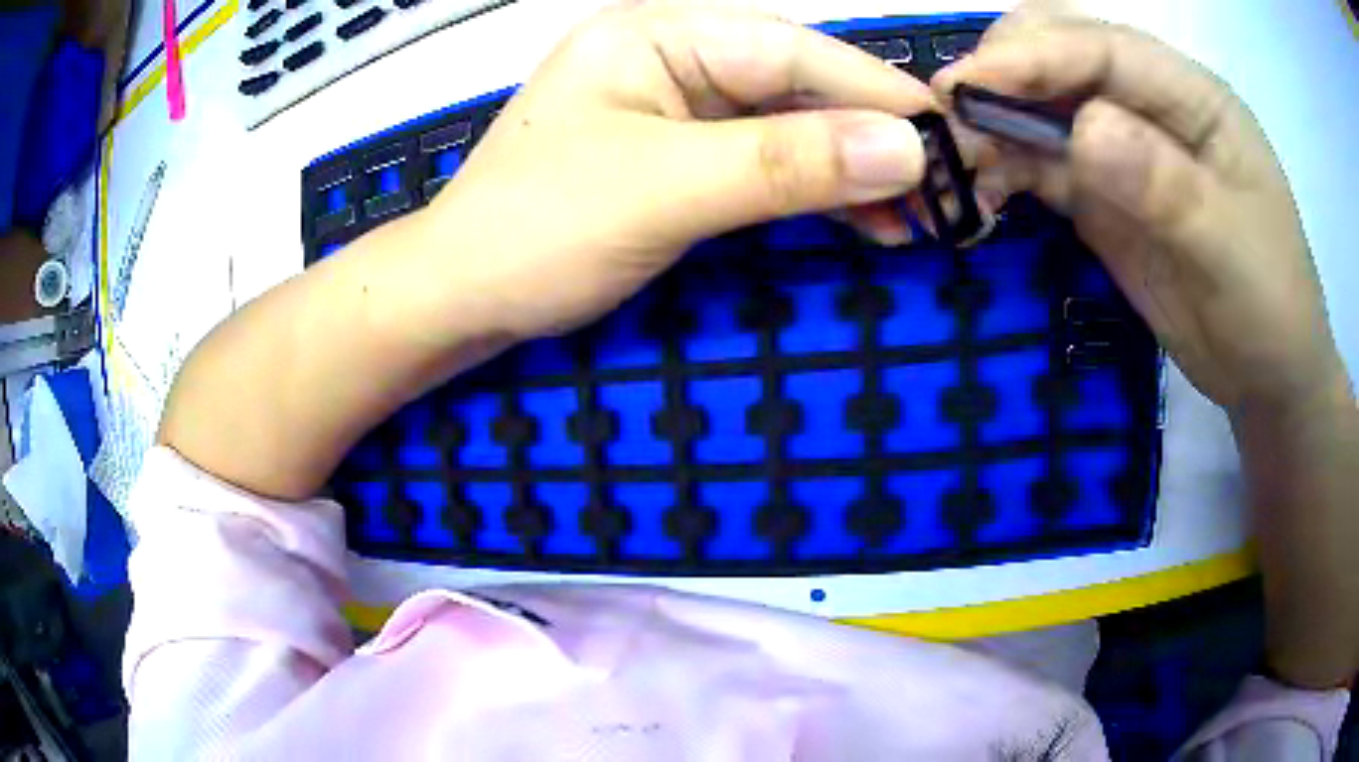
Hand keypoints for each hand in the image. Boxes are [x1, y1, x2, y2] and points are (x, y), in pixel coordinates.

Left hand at [424, 0, 935, 338]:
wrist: (462, 298)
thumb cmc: (535, 232)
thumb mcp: (663, 189)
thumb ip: (784, 164)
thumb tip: (906, 150)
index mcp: (654, 35)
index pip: (789, 52)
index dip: (874, 93)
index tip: (945, 135)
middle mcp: (671, 59)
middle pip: (796, 89)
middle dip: (870, 142)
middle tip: (942, 192)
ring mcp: (677, 111)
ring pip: (789, 131)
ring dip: (853, 175)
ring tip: (915, 221)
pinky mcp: (680, 160)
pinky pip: (766, 166)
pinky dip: (815, 195)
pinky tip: (863, 220)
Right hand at [933, 7, 1349, 416]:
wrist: (1266, 375)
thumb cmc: (1269, 307)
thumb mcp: (1230, 248)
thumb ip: (1166, 184)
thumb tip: (1085, 132)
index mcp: (1192, 97)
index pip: (1105, 49)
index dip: (1037, 55)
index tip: (970, 82)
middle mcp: (1151, 106)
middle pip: (1062, 56)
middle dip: (1005, 74)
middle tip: (954, 115)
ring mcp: (1124, 148)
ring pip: (1043, 107)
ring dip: (995, 123)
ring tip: (958, 161)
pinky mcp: (1103, 194)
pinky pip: (1044, 164)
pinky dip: (1008, 168)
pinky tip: (986, 190)